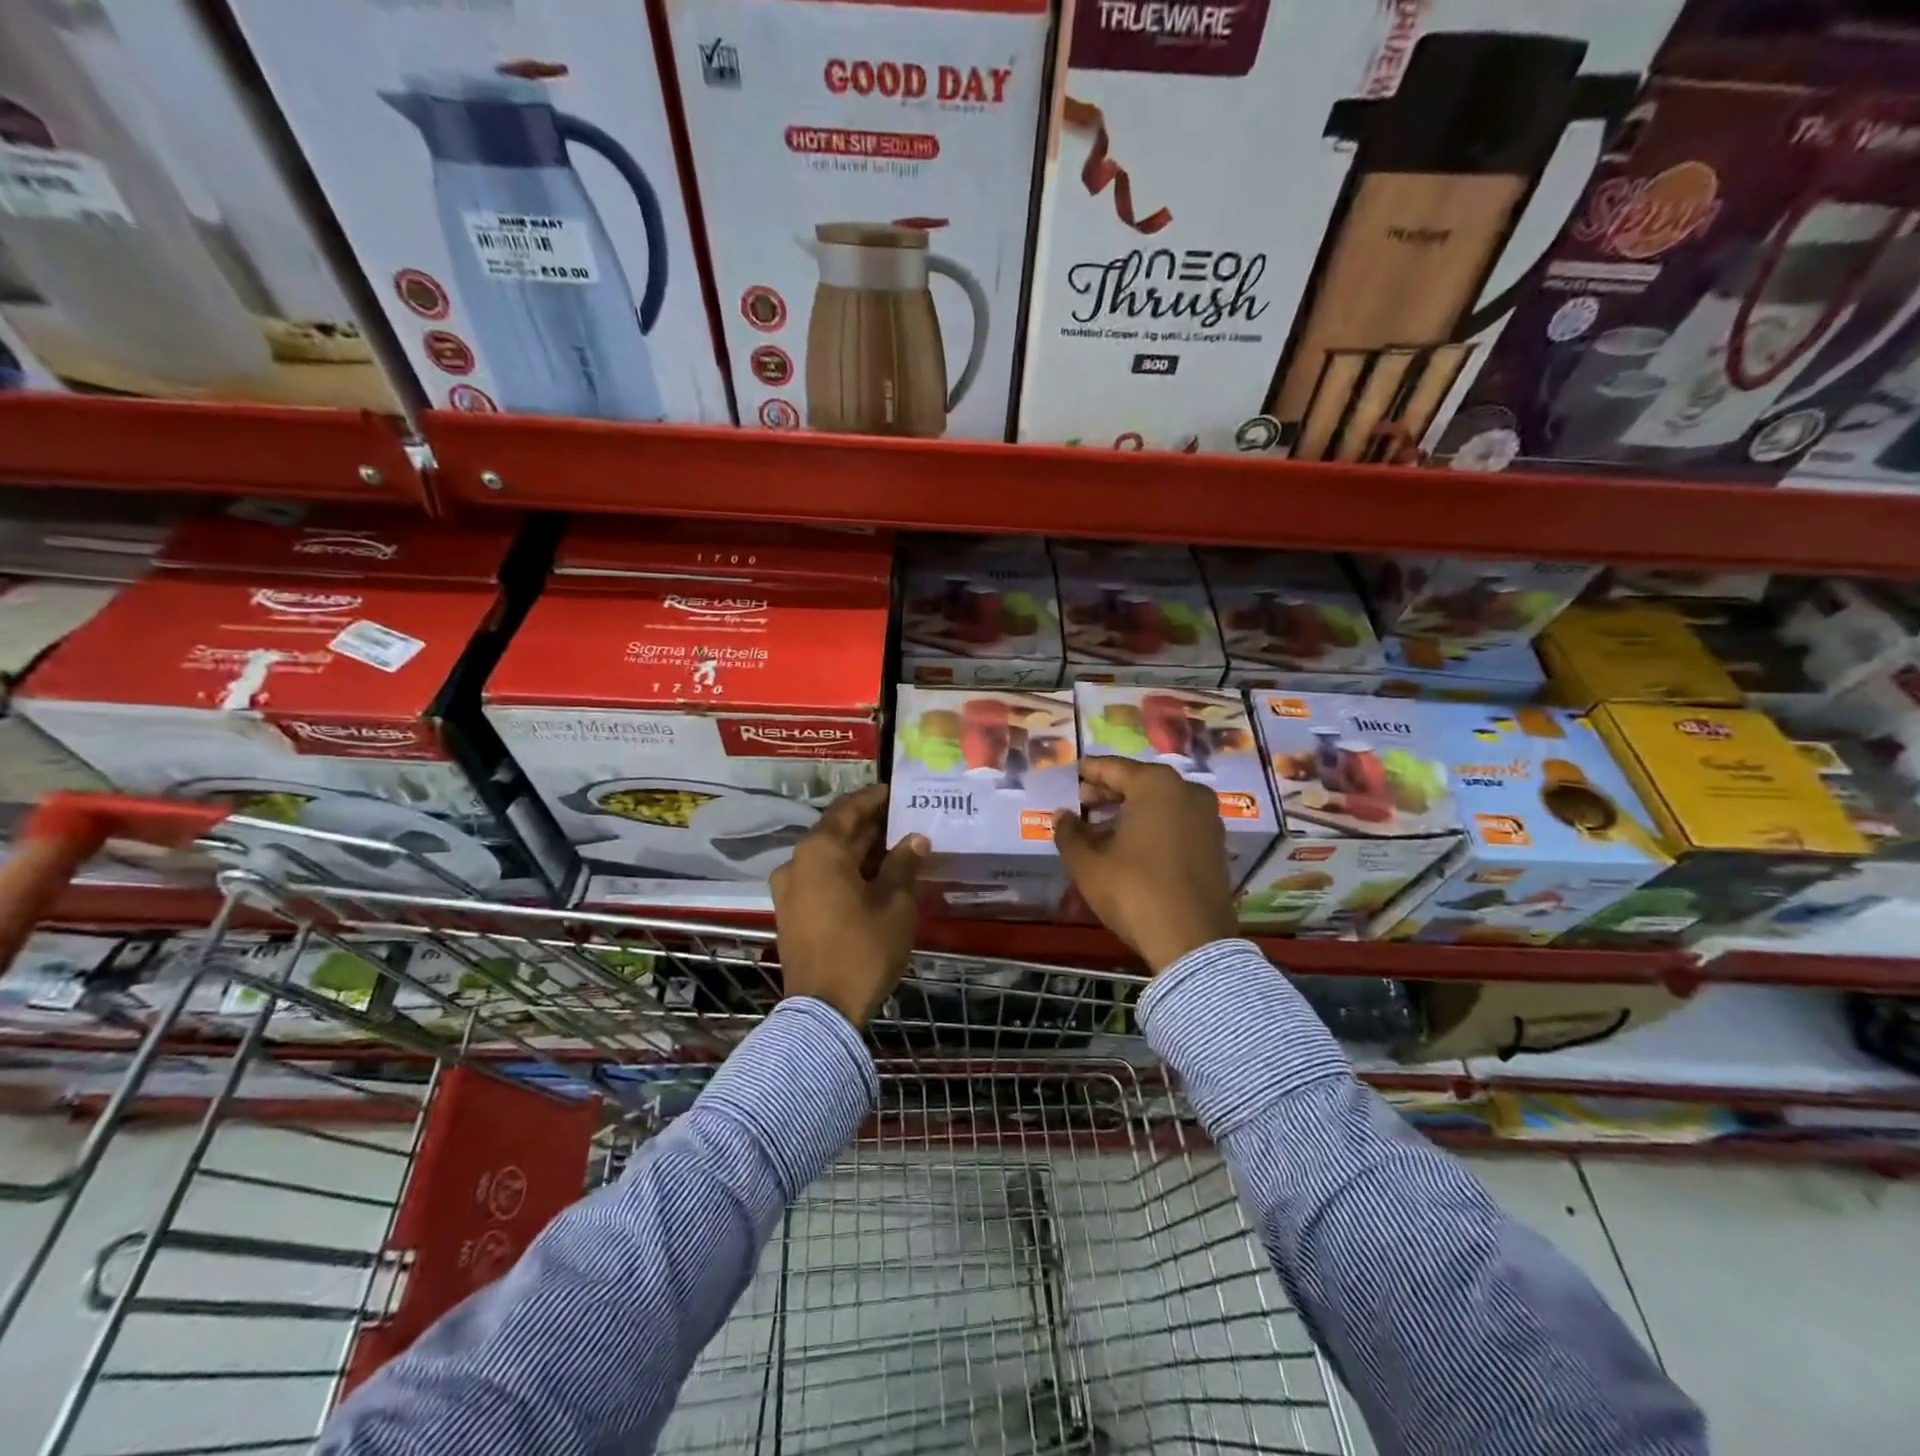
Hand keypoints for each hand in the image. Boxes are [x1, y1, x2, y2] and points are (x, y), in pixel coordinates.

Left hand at [771, 784, 926, 1027]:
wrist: (822, 1011)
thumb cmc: (863, 949)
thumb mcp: (895, 904)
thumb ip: (904, 865)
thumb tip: (915, 839)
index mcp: (820, 851)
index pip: (849, 809)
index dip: (875, 798)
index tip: (898, 792)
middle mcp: (797, 862)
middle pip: (837, 832)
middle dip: (871, 826)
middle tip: (905, 820)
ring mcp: (789, 889)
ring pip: (829, 857)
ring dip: (860, 851)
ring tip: (896, 849)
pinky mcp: (790, 912)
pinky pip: (820, 879)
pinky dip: (846, 872)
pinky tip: (875, 879)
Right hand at [1053, 758, 1238, 972]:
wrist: (1192, 941)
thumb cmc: (1134, 891)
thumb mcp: (1087, 863)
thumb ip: (1069, 833)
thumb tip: (1062, 816)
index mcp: (1156, 784)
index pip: (1112, 768)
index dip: (1088, 772)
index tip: (1071, 775)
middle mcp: (1188, 791)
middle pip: (1139, 783)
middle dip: (1109, 793)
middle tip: (1082, 803)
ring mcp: (1208, 817)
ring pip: (1160, 803)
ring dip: (1130, 811)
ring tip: (1101, 828)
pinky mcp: (1216, 844)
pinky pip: (1177, 822)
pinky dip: (1153, 826)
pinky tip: (1130, 845)